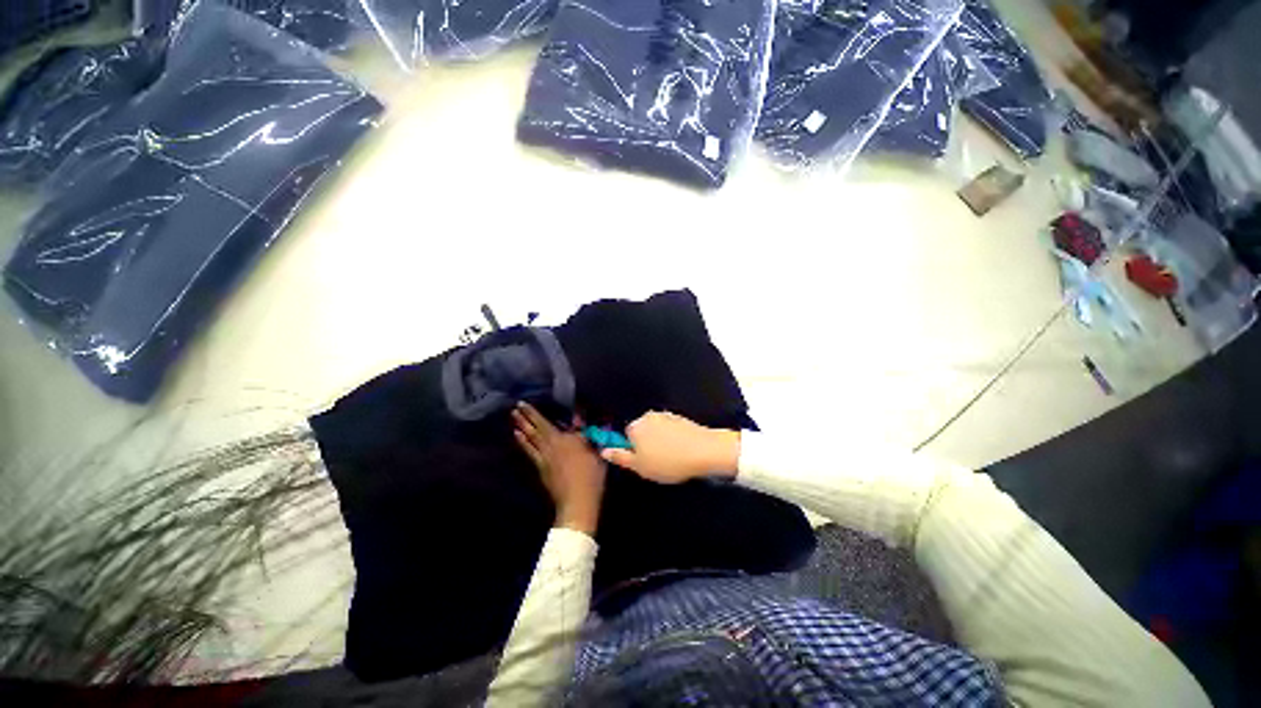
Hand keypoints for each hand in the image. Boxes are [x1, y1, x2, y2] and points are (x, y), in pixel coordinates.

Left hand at [513, 403, 606, 534]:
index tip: (528, 403)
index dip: (539, 413)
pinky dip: (522, 441)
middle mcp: (554, 443)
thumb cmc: (592, 475)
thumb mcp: (596, 452)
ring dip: (522, 425)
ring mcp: (544, 456)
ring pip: (531, 437)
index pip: (552, 422)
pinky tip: (517, 435)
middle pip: (538, 427)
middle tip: (516, 405)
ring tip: (513, 416)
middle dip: (527, 415)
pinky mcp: (540, 467)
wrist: (578, 501)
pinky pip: (529, 450)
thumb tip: (588, 423)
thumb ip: (589, 436)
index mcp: (568, 438)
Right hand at [600, 411, 740, 483]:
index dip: (632, 450)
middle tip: (656, 462)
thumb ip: (620, 457)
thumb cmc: (668, 462)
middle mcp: (648, 416)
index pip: (625, 436)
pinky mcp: (680, 418)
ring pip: (656, 430)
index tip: (642, 461)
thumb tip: (604, 450)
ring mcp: (666, 415)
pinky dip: (672, 438)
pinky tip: (680, 450)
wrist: (703, 451)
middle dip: (645, 444)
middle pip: (640, 431)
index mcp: (635, 427)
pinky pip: (669, 429)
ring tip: (671, 458)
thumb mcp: (640, 466)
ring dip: (659, 441)